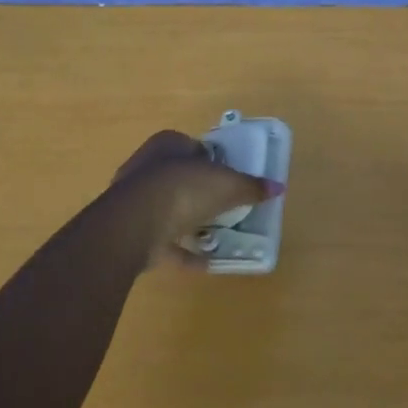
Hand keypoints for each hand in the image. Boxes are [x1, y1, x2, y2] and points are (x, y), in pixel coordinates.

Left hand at [109, 131, 282, 268]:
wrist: (134, 224)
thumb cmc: (183, 190)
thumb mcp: (227, 185)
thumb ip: (251, 187)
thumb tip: (278, 187)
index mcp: (168, 144)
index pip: (195, 147)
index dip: (214, 162)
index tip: (230, 180)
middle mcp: (147, 165)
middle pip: (180, 177)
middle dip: (200, 192)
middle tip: (225, 208)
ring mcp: (134, 199)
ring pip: (168, 208)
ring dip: (188, 221)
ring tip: (215, 235)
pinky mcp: (129, 229)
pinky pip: (161, 239)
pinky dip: (180, 250)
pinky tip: (203, 262)